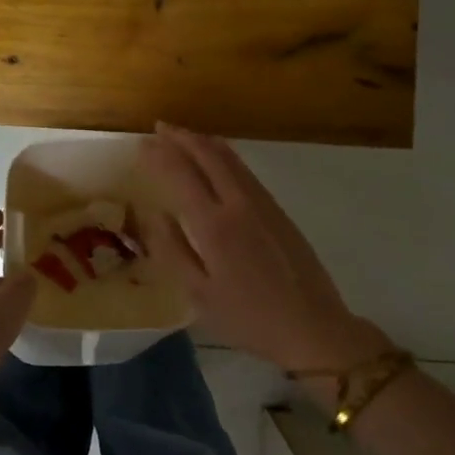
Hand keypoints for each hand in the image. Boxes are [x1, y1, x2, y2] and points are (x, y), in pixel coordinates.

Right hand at [139, 124, 390, 372]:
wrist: (312, 326)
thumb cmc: (248, 317)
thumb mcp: (199, 294)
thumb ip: (172, 250)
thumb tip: (154, 214)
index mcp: (214, 224)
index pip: (181, 173)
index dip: (160, 155)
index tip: (141, 144)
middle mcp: (239, 203)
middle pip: (209, 155)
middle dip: (182, 138)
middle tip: (160, 128)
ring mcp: (263, 204)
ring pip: (231, 158)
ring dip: (204, 142)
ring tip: (184, 136)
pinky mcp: (279, 210)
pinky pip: (245, 170)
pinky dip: (224, 156)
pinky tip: (218, 160)